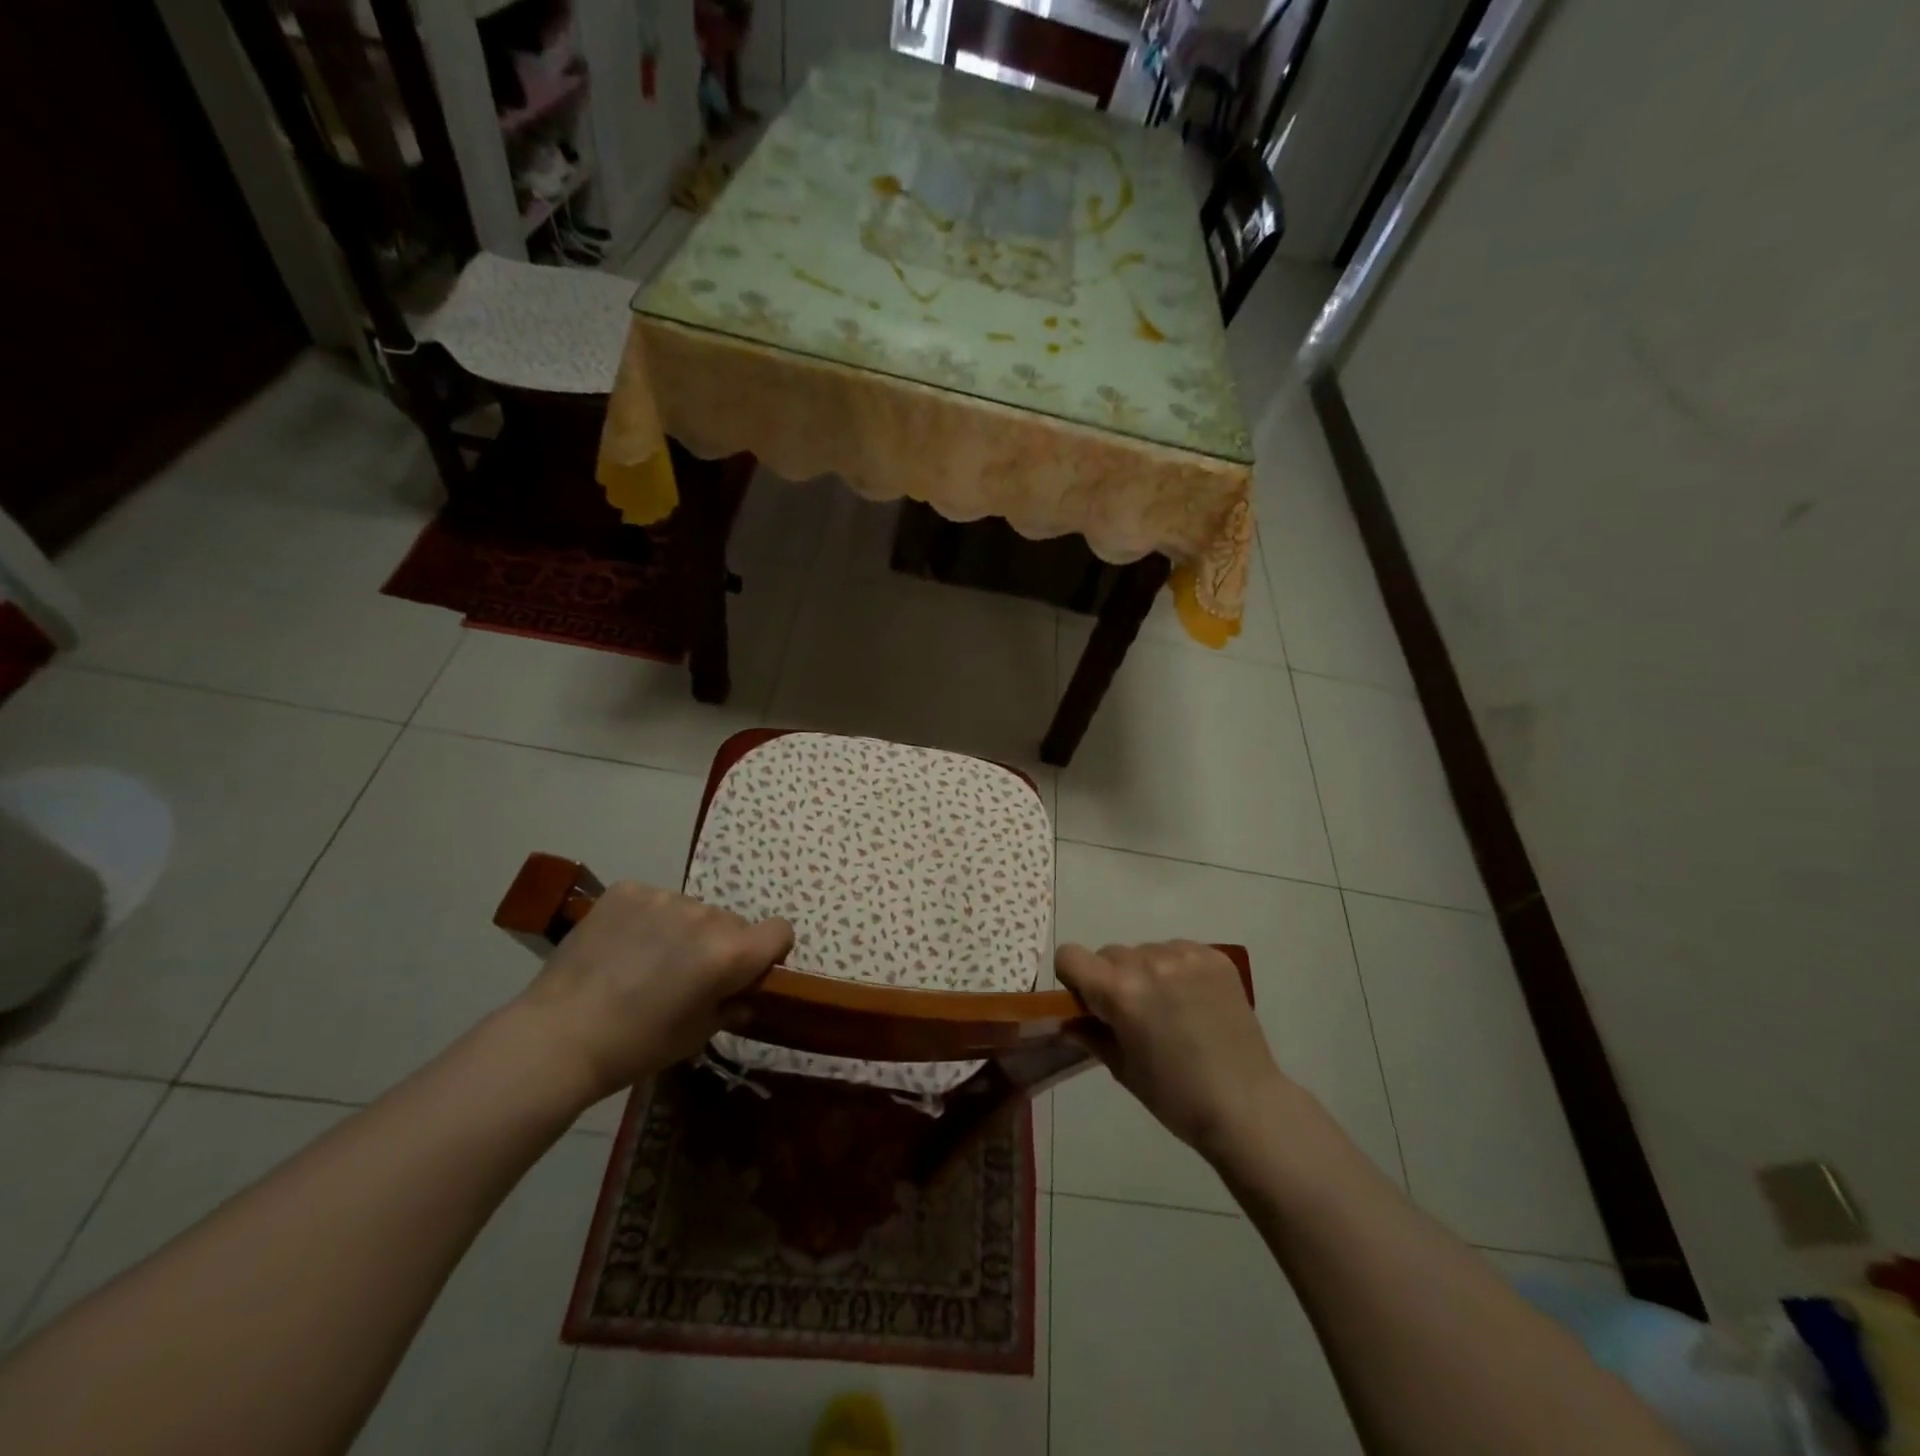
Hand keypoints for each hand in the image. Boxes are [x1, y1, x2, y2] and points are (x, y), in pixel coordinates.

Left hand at [519, 882, 792, 1097]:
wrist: (559, 1036)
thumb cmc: (637, 1045)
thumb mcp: (697, 1036)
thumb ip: (731, 1006)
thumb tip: (743, 995)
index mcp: (730, 952)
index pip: (780, 931)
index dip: (769, 952)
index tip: (746, 973)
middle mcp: (706, 915)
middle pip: (732, 923)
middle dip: (720, 945)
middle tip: (686, 978)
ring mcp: (664, 897)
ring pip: (692, 911)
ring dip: (683, 931)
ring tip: (646, 963)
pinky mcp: (627, 890)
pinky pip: (655, 900)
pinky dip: (648, 919)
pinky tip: (622, 947)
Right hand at [1055, 941, 1292, 1162]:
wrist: (1247, 1105)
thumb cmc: (1176, 1096)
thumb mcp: (1122, 1069)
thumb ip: (1090, 1034)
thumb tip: (1069, 1019)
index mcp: (1120, 991)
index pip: (1070, 956)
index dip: (1073, 978)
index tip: (1089, 1003)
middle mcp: (1149, 962)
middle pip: (1110, 954)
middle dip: (1112, 978)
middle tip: (1133, 1014)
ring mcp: (1186, 956)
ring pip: (1145, 950)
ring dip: (1146, 972)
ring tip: (1170, 1008)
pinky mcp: (1215, 957)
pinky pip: (1178, 951)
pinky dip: (1177, 970)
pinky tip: (1194, 1001)